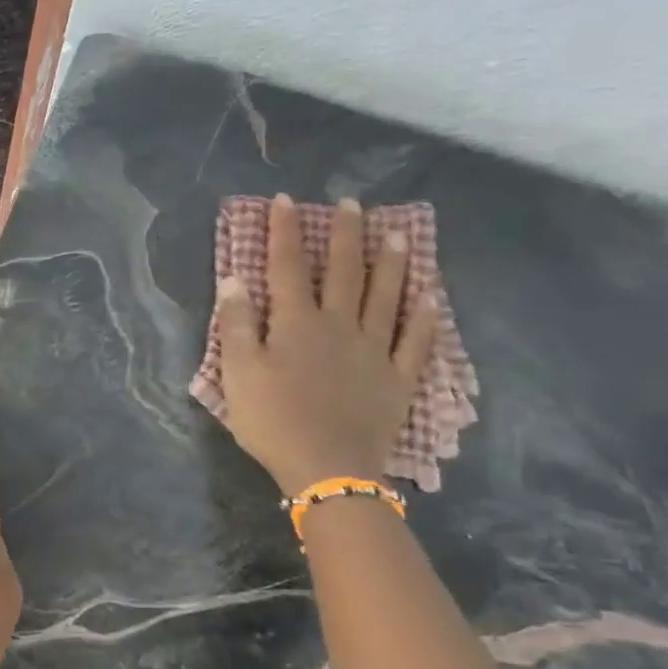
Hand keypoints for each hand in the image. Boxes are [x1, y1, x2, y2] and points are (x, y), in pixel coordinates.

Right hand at [210, 194, 438, 494]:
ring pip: (387, 296)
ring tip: (399, 233)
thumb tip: (235, 279)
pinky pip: (417, 341)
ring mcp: (375, 350)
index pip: (288, 267)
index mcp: (297, 323)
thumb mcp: (237, 372)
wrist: (326, 468)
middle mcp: (340, 326)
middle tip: (353, 204)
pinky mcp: (398, 378)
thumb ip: (236, 324)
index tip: (286, 200)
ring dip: (392, 263)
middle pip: (344, 272)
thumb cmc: (272, 420)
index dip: (286, 232)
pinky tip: (432, 296)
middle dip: (346, 235)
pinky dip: (426, 316)